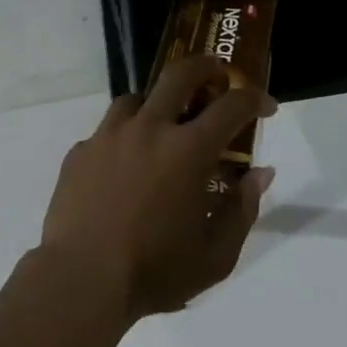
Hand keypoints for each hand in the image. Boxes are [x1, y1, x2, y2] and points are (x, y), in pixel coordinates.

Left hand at [41, 55, 275, 321]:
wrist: (81, 279)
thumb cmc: (155, 272)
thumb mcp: (215, 255)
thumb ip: (242, 209)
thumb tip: (260, 173)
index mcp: (187, 151)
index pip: (231, 107)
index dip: (255, 99)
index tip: (266, 106)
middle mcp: (148, 129)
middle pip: (178, 75)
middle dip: (205, 67)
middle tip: (216, 75)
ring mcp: (108, 136)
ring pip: (136, 99)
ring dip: (156, 104)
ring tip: (162, 127)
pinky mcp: (80, 151)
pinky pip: (107, 132)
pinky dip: (123, 139)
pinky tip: (123, 167)